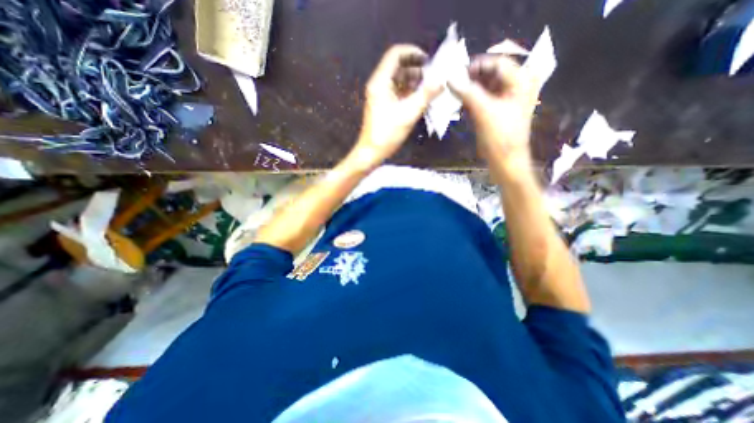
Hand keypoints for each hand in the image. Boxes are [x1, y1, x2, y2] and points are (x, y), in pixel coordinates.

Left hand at [350, 43, 442, 165]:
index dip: (413, 53)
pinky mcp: (383, 105)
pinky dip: (409, 92)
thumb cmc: (387, 134)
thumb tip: (442, 80)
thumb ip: (426, 95)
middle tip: (433, 76)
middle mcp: (379, 85)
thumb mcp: (409, 113)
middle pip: (398, 67)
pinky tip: (421, 99)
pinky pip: (397, 92)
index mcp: (380, 81)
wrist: (371, 152)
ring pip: (399, 80)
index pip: (396, 54)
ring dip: (414, 82)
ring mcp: (380, 96)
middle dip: (416, 69)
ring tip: (430, 89)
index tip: (429, 61)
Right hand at [449, 54, 538, 169]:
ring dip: (469, 91)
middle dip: (471, 79)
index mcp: (520, 81)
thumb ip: (467, 92)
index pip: (497, 62)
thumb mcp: (484, 111)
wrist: (506, 160)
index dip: (476, 65)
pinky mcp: (497, 111)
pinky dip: (471, 102)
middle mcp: (515, 86)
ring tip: (454, 96)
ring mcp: (506, 100)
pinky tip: (461, 106)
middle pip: (490, 74)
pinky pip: (482, 100)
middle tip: (453, 84)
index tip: (456, 73)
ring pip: (484, 87)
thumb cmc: (500, 136)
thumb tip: (450, 78)